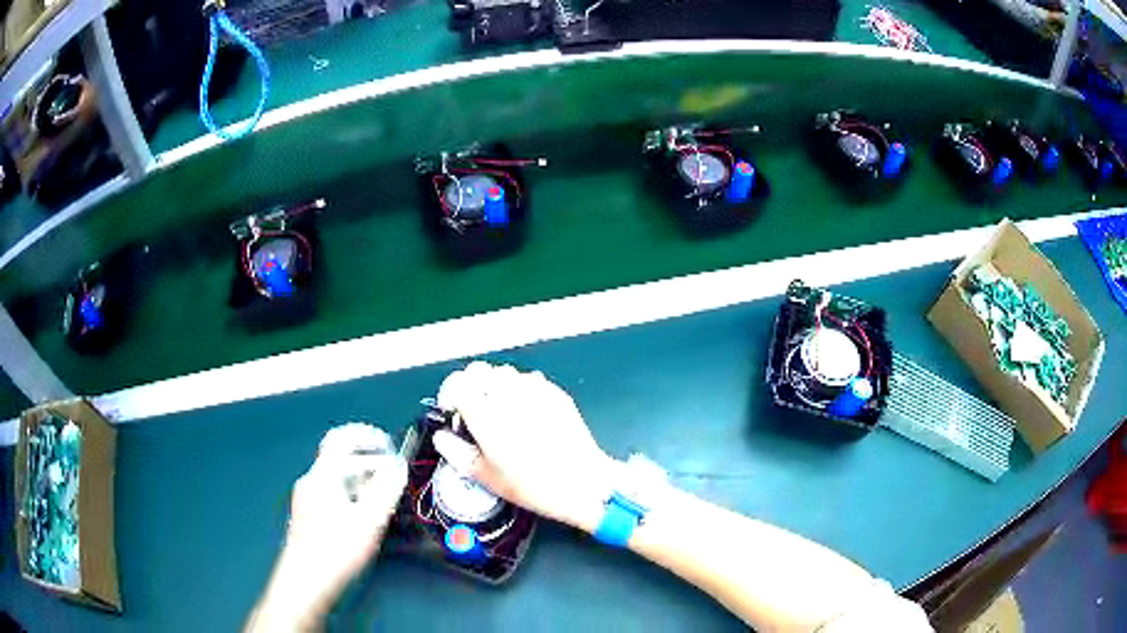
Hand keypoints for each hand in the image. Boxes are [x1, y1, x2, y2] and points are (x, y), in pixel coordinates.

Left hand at [248, 424, 406, 630]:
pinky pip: (332, 494)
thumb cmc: (335, 551)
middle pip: (340, 459)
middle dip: (368, 462)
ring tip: (382, 499)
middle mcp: (311, 482)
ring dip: (361, 481)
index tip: (387, 444)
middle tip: (391, 475)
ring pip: (336, 479)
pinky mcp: (308, 517)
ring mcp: (307, 500)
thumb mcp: (368, 522)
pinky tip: (363, 517)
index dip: (365, 436)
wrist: (305, 582)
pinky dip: (351, 496)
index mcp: (323, 476)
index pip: (340, 439)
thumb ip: (384, 491)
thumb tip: (398, 466)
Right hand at [434, 361, 618, 533]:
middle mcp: (508, 395)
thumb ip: (457, 453)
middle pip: (479, 372)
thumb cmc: (533, 485)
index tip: (454, 411)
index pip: (457, 384)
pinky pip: (529, 380)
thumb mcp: (486, 477)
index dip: (451, 396)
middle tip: (474, 410)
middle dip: (471, 387)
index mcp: (485, 413)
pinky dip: (520, 390)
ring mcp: (534, 390)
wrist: (581, 482)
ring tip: (500, 411)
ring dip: (495, 386)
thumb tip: (442, 438)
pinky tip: (526, 413)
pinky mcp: (554, 393)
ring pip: (504, 373)